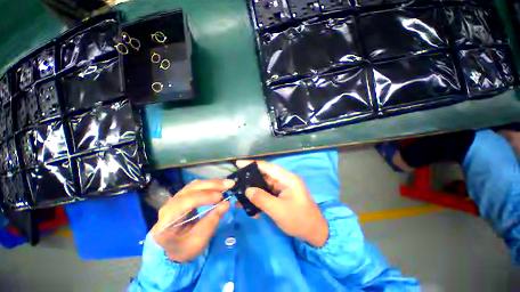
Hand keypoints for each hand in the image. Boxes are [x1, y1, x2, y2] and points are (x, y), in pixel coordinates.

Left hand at [150, 179, 234, 261]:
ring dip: (212, 183)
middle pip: (191, 189)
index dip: (204, 197)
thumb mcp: (198, 241)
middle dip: (212, 185)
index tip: (220, 197)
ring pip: (195, 185)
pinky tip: (219, 186)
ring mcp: (175, 199)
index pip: (185, 202)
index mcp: (167, 220)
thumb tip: (226, 203)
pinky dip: (210, 185)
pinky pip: (197, 186)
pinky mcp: (183, 196)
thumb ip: (211, 222)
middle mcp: (169, 205)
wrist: (172, 249)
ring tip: (227, 184)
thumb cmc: (184, 249)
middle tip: (229, 184)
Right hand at [236, 160, 328, 247]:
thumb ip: (261, 199)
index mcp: (287, 179)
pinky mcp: (281, 195)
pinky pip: (267, 193)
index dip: (253, 164)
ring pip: (264, 184)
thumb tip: (247, 190)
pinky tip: (249, 203)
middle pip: (265, 175)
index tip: (238, 163)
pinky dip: (258, 197)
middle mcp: (285, 180)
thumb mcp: (278, 210)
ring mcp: (283, 188)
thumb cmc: (299, 220)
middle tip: (236, 180)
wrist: (314, 233)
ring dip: (253, 189)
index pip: (268, 167)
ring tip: (239, 192)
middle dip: (250, 177)